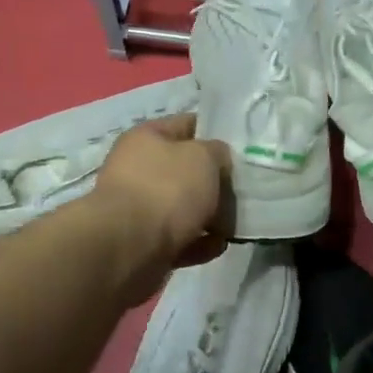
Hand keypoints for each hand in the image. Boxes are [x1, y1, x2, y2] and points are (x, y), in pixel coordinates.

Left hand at [92, 114, 232, 298]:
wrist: (129, 248)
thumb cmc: (167, 189)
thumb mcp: (204, 157)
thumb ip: (218, 152)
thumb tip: (218, 161)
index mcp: (147, 138)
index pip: (187, 124)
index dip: (215, 132)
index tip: (241, 148)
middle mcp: (138, 169)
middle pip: (186, 170)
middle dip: (215, 180)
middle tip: (243, 189)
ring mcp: (139, 209)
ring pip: (184, 207)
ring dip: (211, 215)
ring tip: (237, 222)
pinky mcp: (144, 243)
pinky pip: (180, 238)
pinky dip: (200, 243)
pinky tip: (219, 245)